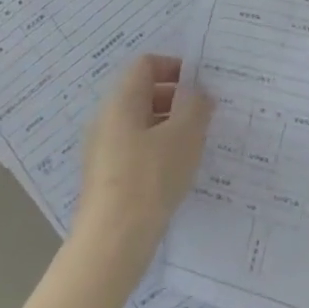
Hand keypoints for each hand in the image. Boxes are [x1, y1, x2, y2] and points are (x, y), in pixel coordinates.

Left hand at [72, 55, 214, 278]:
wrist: (112, 243)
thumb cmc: (150, 178)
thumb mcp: (184, 135)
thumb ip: (195, 105)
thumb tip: (196, 92)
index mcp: (122, 101)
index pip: (146, 64)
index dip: (175, 67)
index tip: (201, 85)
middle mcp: (107, 119)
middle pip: (143, 93)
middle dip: (176, 99)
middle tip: (205, 115)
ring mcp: (104, 150)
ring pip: (141, 124)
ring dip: (170, 126)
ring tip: (196, 145)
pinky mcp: (107, 177)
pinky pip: (136, 149)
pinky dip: (159, 150)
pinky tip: (177, 172)